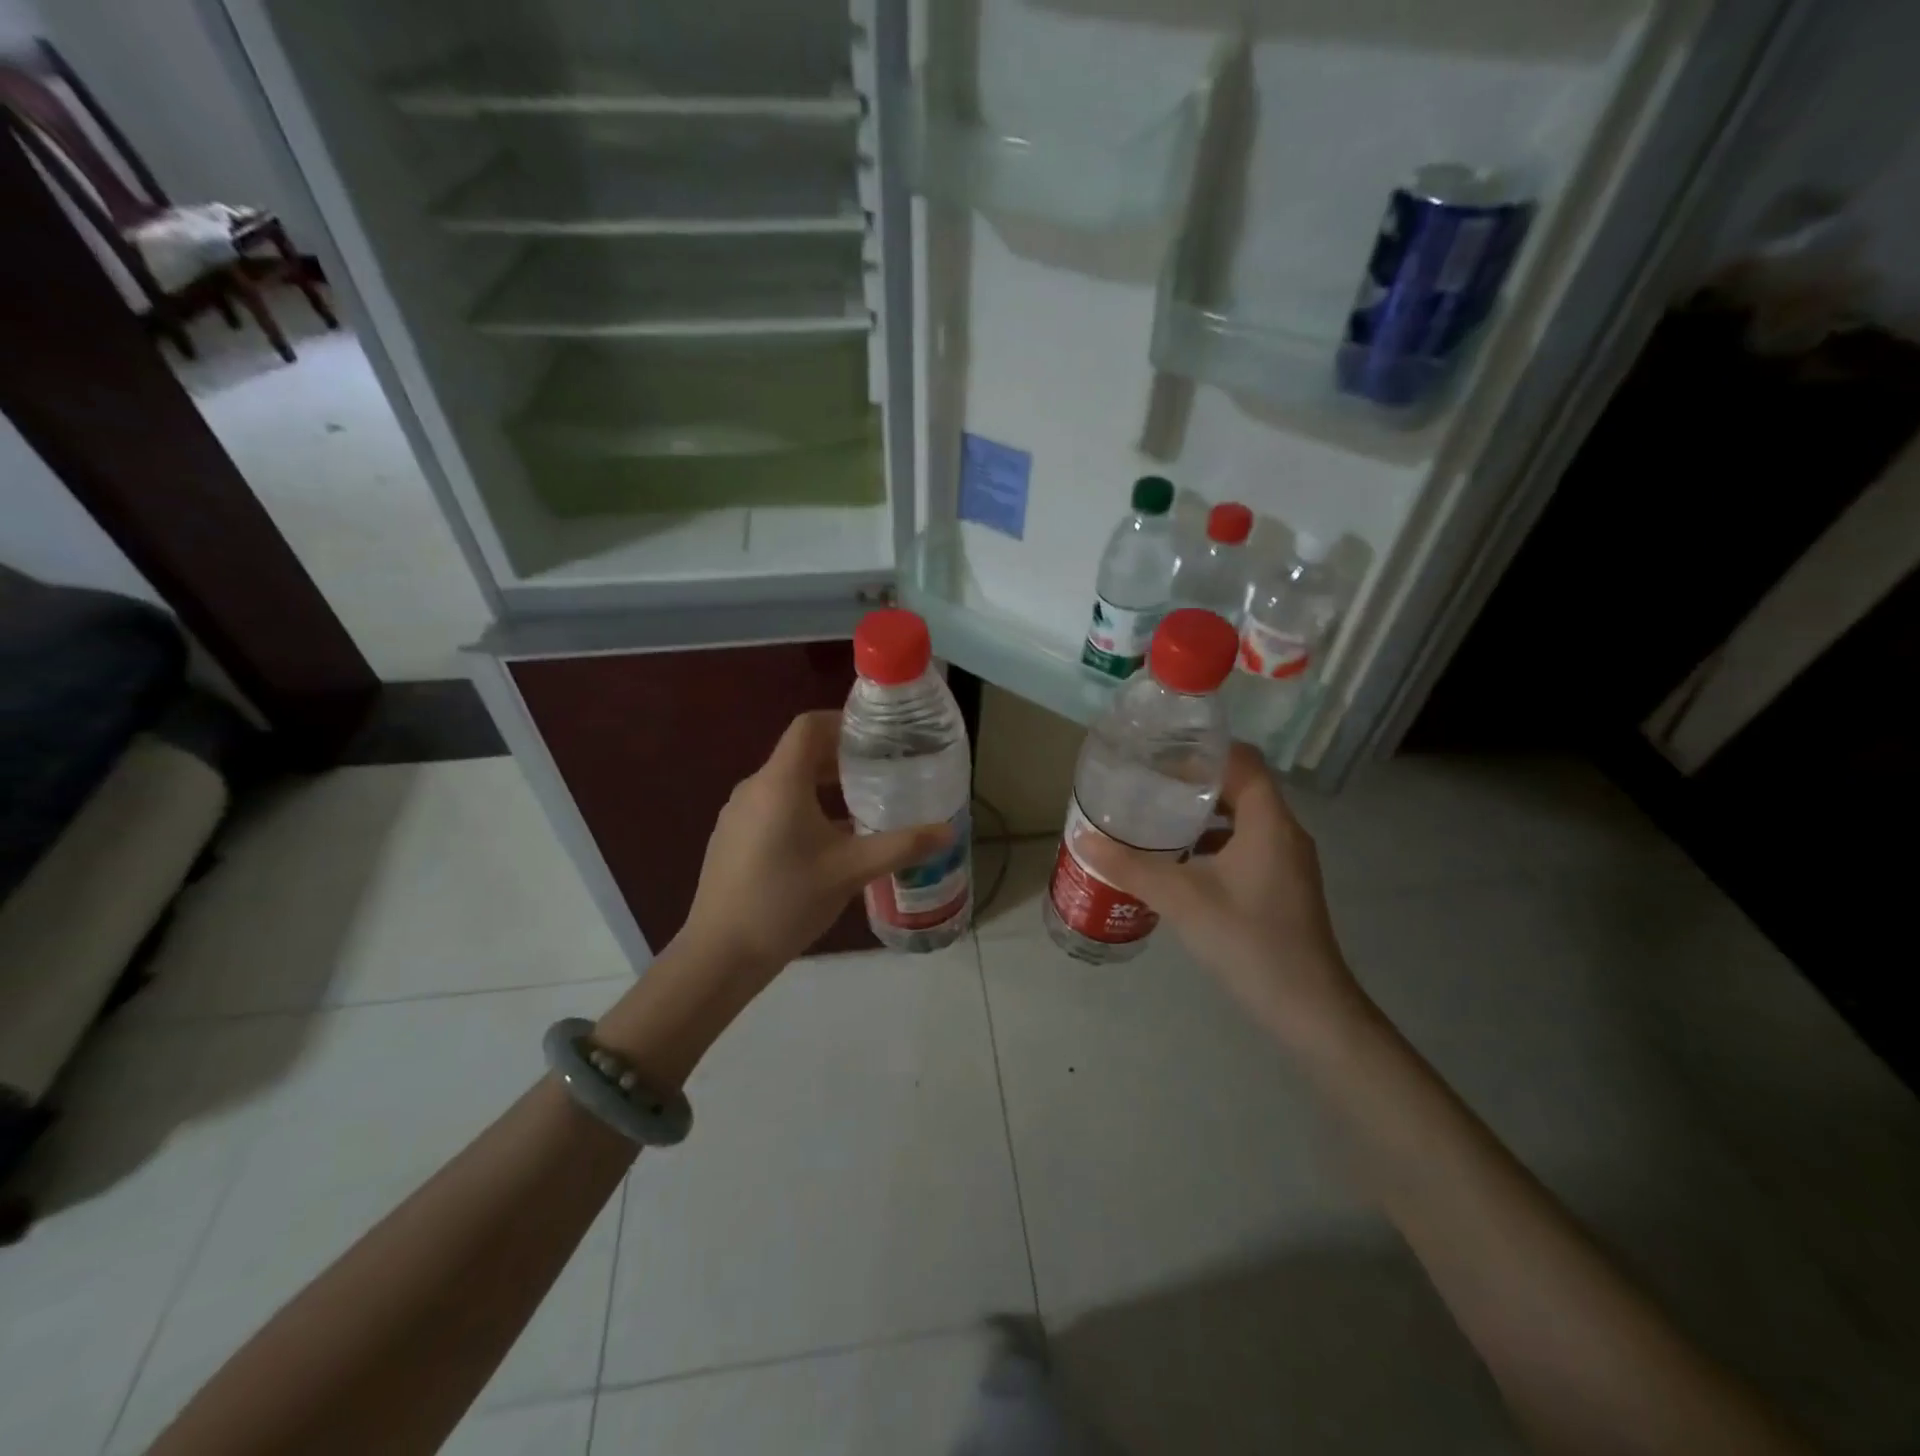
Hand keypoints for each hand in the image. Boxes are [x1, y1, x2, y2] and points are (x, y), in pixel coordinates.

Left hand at [679, 709, 955, 979]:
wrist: (720, 954)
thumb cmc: (786, 901)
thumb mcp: (851, 871)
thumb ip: (901, 846)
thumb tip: (948, 831)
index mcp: (780, 782)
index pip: (809, 726)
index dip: (843, 722)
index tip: (878, 737)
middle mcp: (754, 788)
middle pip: (800, 753)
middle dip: (841, 757)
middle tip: (882, 771)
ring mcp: (738, 814)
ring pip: (787, 782)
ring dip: (823, 785)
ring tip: (862, 804)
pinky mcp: (732, 838)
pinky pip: (773, 806)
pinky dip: (803, 807)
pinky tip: (827, 842)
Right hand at [1076, 743, 1362, 1043]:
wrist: (1308, 1009)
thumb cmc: (1249, 942)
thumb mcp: (1182, 900)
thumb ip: (1131, 867)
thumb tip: (1083, 839)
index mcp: (1268, 822)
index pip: (1243, 760)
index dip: (1203, 750)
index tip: (1161, 754)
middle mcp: (1283, 833)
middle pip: (1240, 787)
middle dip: (1194, 783)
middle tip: (1148, 785)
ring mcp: (1286, 862)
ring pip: (1242, 820)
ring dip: (1202, 815)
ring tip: (1156, 819)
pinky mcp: (1282, 887)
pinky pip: (1245, 847)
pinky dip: (1213, 845)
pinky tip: (1179, 864)